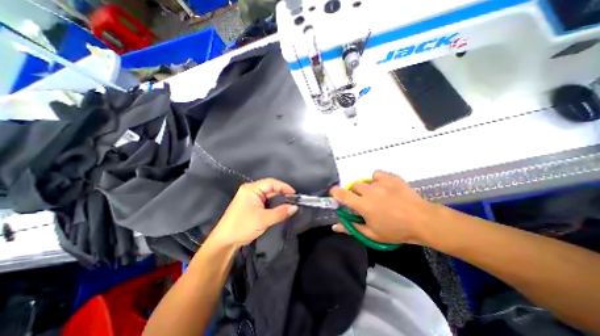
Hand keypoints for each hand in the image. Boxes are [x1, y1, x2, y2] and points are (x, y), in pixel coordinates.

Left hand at [210, 179, 298, 248]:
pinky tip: (279, 208)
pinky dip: (273, 204)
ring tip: (289, 204)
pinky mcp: (250, 204)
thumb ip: (280, 212)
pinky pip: (265, 201)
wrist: (224, 241)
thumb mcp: (263, 220)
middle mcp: (250, 190)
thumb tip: (295, 207)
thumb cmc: (242, 227)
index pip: (271, 183)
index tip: (295, 194)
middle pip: (270, 188)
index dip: (284, 187)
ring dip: (278, 199)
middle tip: (294, 200)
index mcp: (251, 189)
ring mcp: (250, 197)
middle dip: (282, 193)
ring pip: (268, 195)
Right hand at [331, 171, 441, 242]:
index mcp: (363, 205)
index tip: (333, 192)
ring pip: (365, 181)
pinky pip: (377, 174)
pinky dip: (377, 179)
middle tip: (363, 201)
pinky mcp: (391, 177)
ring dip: (366, 188)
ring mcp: (381, 183)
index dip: (335, 192)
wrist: (422, 220)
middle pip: (354, 186)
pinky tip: (384, 187)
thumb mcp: (372, 234)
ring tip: (377, 196)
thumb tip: (335, 226)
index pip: (343, 195)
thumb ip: (351, 228)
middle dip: (355, 193)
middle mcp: (369, 191)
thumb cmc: (396, 231)